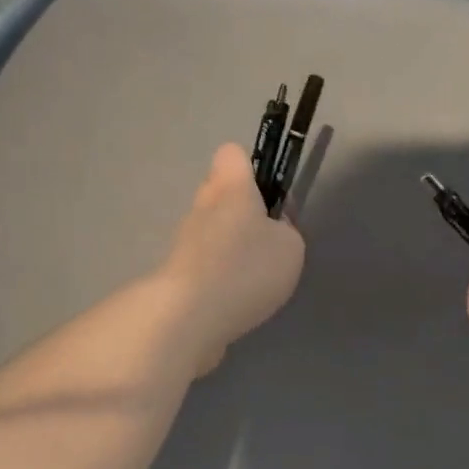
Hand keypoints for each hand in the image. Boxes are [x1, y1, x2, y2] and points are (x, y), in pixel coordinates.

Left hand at [159, 143, 305, 375]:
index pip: (233, 154)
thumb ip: (285, 229)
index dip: (253, 168)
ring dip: (232, 246)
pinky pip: (205, 261)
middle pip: (222, 193)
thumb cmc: (246, 267)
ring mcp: (185, 239)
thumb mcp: (290, 246)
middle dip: (244, 212)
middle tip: (269, 241)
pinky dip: (221, 274)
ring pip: (213, 229)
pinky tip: (236, 296)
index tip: (270, 195)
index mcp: (231, 186)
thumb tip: (272, 228)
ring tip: (255, 276)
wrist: (190, 315)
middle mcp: (202, 205)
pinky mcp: (178, 272)